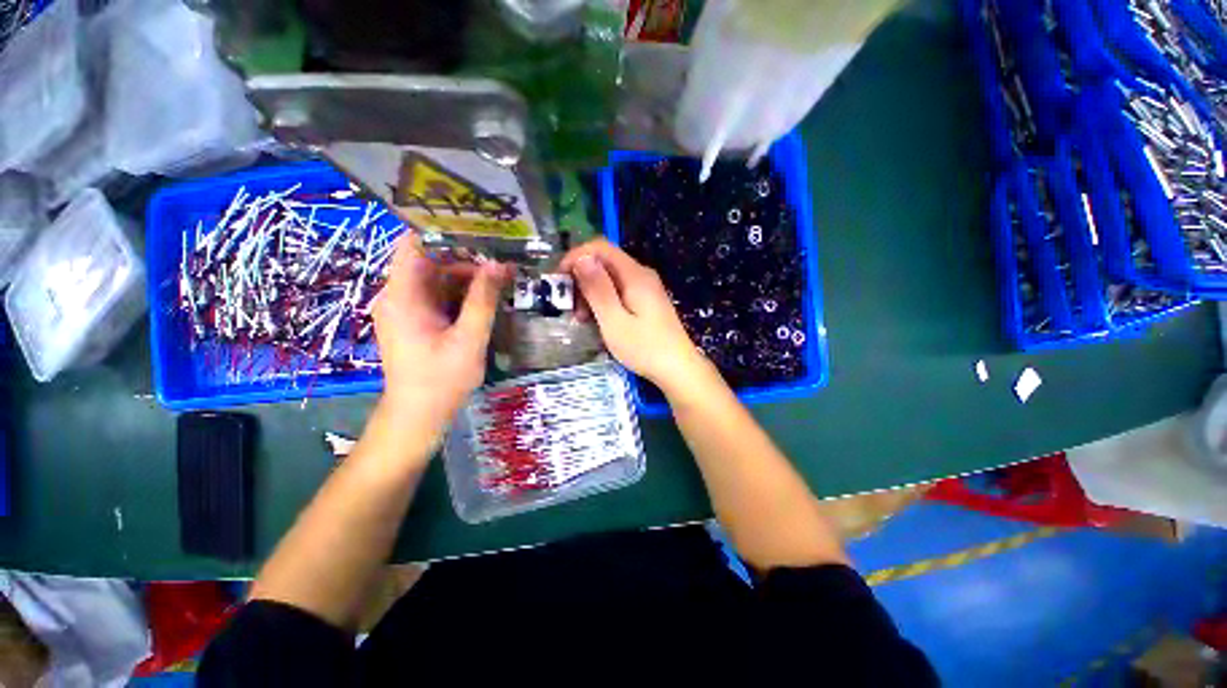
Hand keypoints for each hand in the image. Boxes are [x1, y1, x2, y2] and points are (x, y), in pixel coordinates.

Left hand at [372, 239, 510, 434]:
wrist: (419, 414)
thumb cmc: (442, 379)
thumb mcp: (469, 338)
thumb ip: (483, 300)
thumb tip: (498, 265)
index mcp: (403, 295)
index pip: (414, 244)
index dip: (443, 231)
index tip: (479, 230)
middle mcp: (399, 295)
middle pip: (431, 260)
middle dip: (467, 258)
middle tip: (502, 260)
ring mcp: (408, 308)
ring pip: (439, 278)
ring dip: (469, 277)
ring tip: (502, 278)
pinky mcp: (417, 320)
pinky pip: (440, 295)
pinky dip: (463, 294)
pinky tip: (488, 298)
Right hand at [560, 239, 708, 393]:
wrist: (678, 369)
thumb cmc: (645, 348)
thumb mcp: (614, 321)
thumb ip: (598, 289)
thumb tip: (581, 258)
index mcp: (635, 275)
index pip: (600, 247)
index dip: (576, 257)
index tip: (559, 279)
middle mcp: (641, 275)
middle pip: (604, 262)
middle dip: (582, 279)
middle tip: (571, 307)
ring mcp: (645, 288)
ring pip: (610, 278)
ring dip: (591, 293)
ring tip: (582, 319)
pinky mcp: (646, 301)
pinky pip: (619, 291)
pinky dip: (603, 301)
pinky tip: (598, 320)